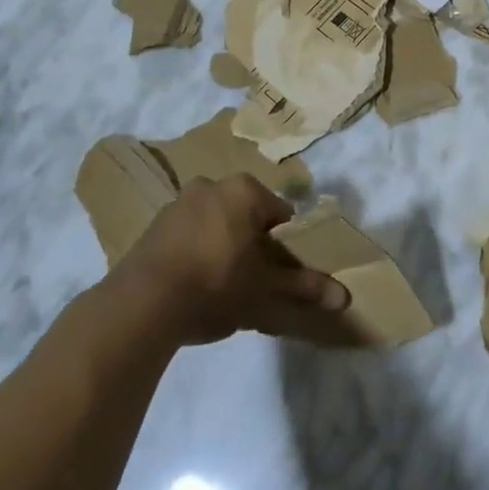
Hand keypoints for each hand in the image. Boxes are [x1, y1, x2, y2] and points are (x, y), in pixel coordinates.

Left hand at [117, 175, 347, 345]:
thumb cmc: (217, 284)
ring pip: (216, 224)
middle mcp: (212, 185)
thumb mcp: (266, 289)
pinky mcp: (153, 226)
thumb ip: (305, 288)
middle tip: (254, 281)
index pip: (281, 215)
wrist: (143, 304)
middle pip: (247, 217)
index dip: (286, 246)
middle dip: (253, 244)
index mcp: (244, 190)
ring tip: (222, 287)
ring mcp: (178, 203)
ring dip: (224, 247)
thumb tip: (346, 297)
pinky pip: (188, 235)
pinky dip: (196, 252)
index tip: (280, 273)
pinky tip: (194, 286)